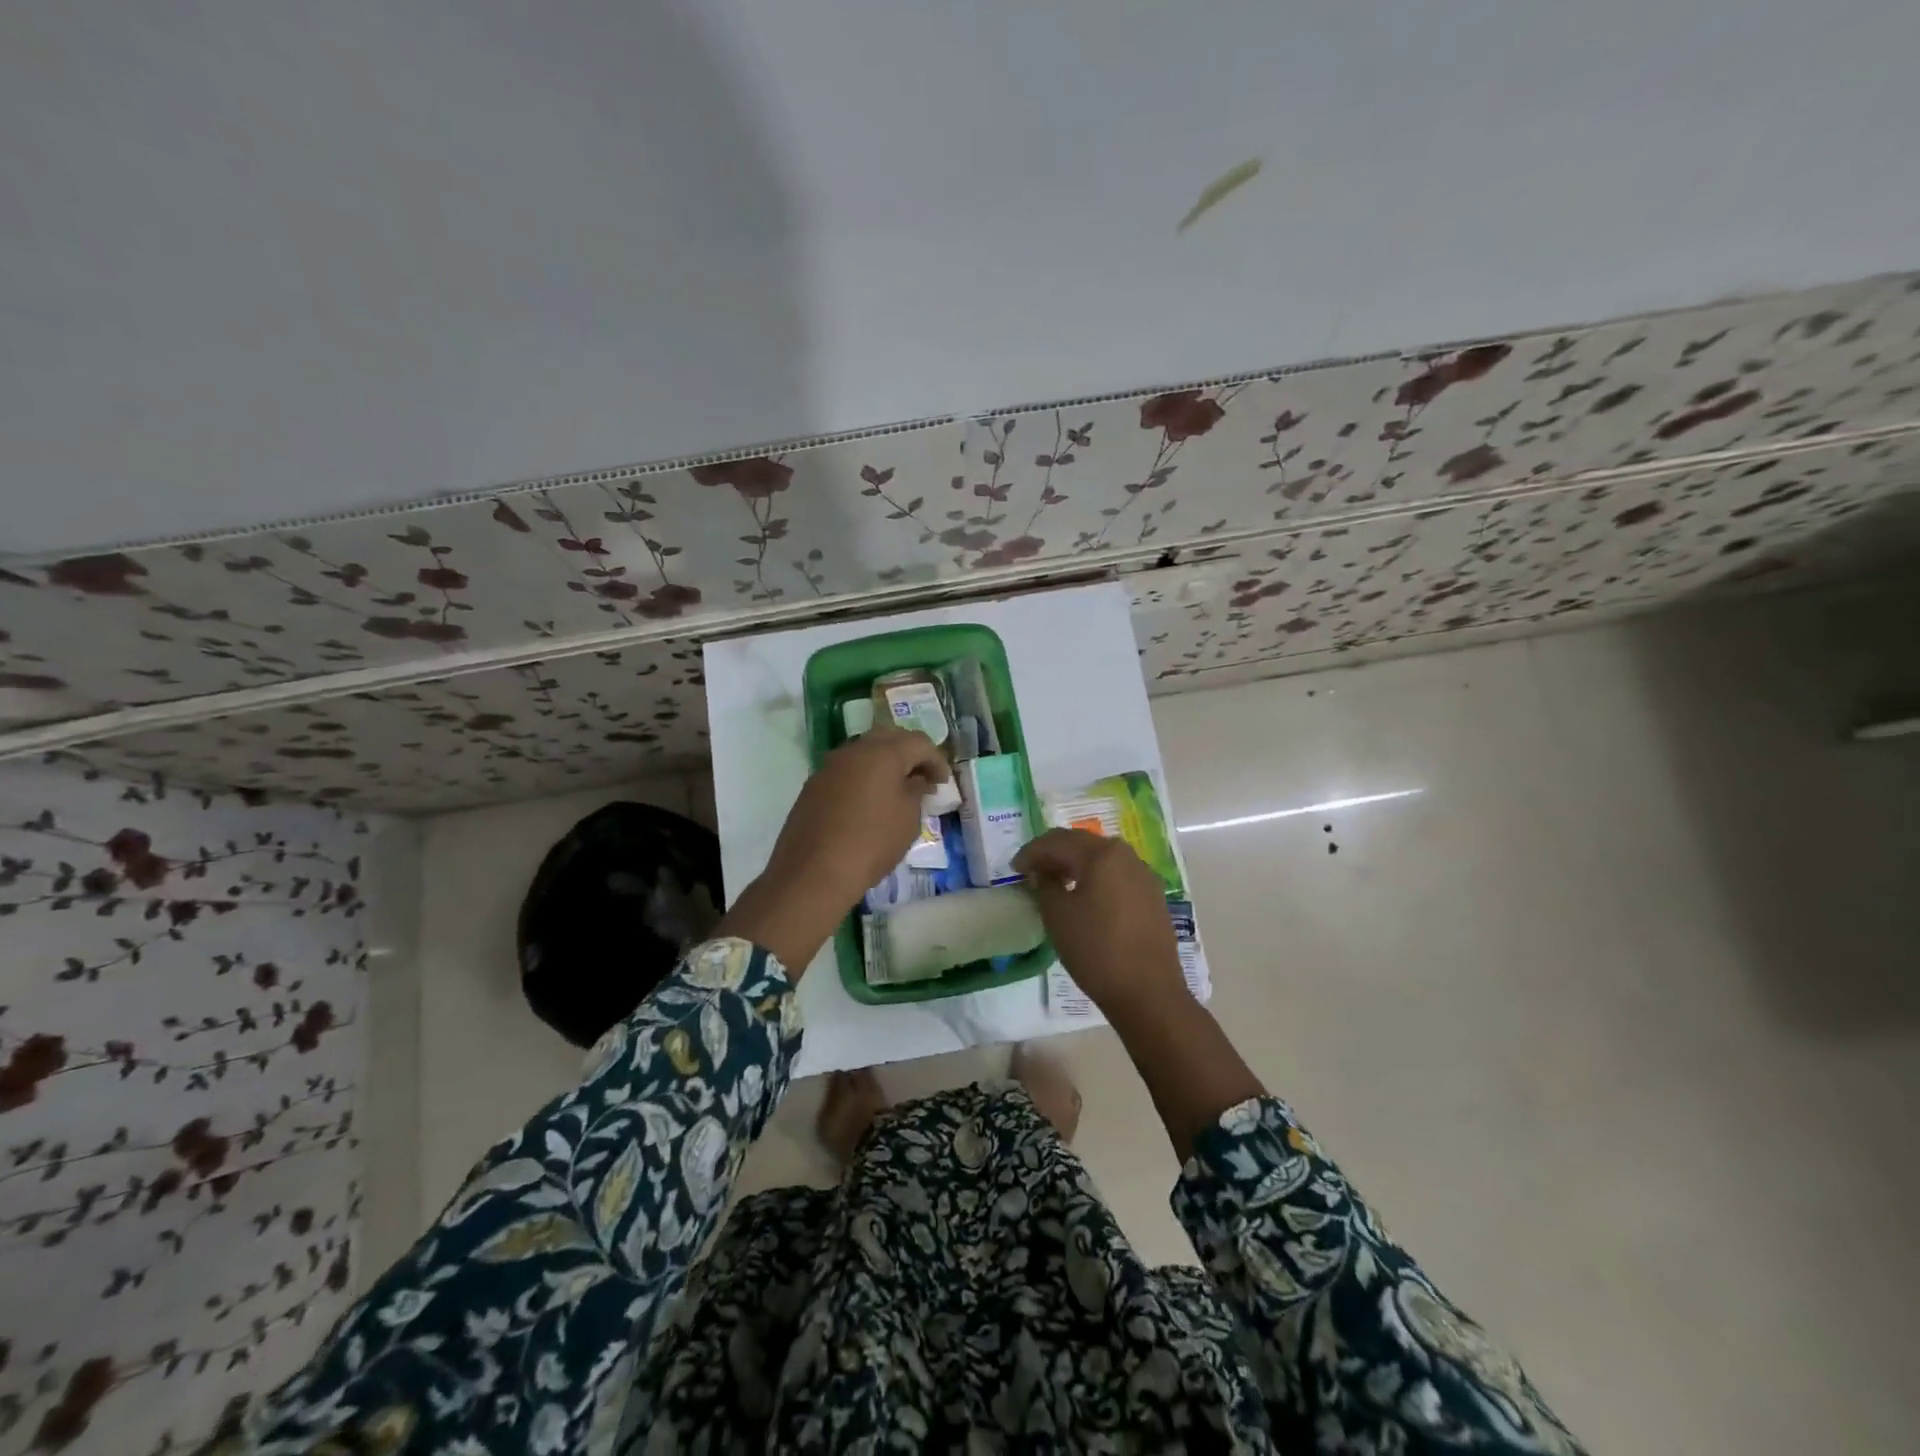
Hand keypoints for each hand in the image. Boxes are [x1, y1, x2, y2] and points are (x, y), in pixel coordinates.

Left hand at [718, 727, 948, 974]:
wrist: (814, 871)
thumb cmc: (872, 842)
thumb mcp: (908, 819)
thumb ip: (916, 792)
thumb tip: (914, 780)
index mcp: (882, 752)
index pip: (919, 742)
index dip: (936, 760)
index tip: (942, 784)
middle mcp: (854, 750)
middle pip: (889, 738)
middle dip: (909, 755)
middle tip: (921, 778)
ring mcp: (829, 766)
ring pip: (864, 753)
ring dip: (884, 765)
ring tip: (895, 791)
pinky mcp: (813, 786)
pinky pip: (846, 772)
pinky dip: (863, 779)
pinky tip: (868, 804)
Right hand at [1013, 828, 1185, 1022]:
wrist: (1148, 992)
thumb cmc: (1096, 950)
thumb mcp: (1058, 916)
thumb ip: (1044, 885)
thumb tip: (1042, 873)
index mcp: (1102, 854)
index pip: (1058, 840)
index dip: (1032, 852)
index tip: (1014, 870)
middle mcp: (1126, 856)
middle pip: (1082, 844)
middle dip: (1054, 854)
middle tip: (1031, 872)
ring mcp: (1144, 875)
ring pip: (1101, 858)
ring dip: (1075, 865)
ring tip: (1055, 883)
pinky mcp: (1153, 896)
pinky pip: (1117, 875)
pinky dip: (1095, 878)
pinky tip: (1084, 897)